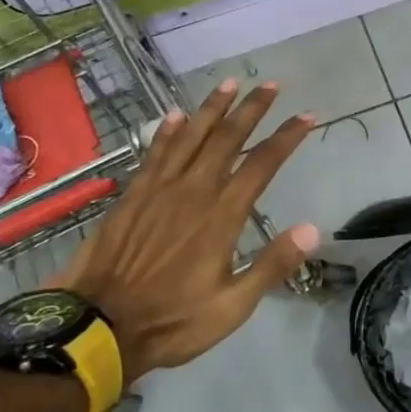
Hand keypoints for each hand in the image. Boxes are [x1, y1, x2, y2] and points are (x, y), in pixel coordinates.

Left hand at [61, 80, 318, 379]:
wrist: (97, 328)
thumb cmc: (173, 321)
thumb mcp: (233, 306)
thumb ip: (272, 265)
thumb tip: (313, 229)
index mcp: (221, 217)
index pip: (262, 165)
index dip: (286, 138)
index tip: (306, 116)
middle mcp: (192, 192)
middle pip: (226, 139)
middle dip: (251, 109)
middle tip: (270, 84)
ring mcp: (158, 190)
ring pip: (189, 137)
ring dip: (211, 108)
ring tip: (230, 83)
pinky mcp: (132, 196)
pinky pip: (154, 153)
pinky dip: (168, 132)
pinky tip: (175, 116)